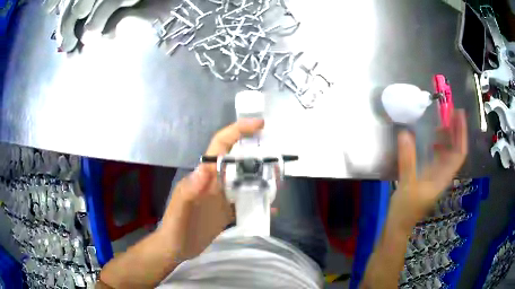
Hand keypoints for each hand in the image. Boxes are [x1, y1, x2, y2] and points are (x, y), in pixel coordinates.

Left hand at [159, 118, 264, 259]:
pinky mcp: (227, 211)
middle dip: (256, 152)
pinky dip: (258, 202)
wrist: (176, 248)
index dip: (237, 131)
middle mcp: (215, 182)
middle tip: (278, 153)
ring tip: (280, 179)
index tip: (259, 125)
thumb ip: (190, 190)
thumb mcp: (180, 210)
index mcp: (204, 175)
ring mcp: (222, 197)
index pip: (221, 146)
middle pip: (237, 160)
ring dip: (261, 177)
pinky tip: (271, 207)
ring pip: (244, 180)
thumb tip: (205, 169)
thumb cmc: (175, 228)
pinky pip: (245, 202)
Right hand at [389, 110, 467, 231]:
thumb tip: (405, 133)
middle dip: (457, 131)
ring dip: (449, 136)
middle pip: (456, 150)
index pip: (459, 153)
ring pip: (449, 153)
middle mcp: (444, 174)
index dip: (461, 134)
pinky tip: (433, 138)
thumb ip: (407, 160)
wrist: (400, 225)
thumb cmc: (405, 209)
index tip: (459, 115)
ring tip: (443, 121)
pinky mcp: (430, 176)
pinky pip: (440, 157)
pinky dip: (440, 145)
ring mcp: (438, 175)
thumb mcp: (406, 185)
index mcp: (443, 177)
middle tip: (451, 112)